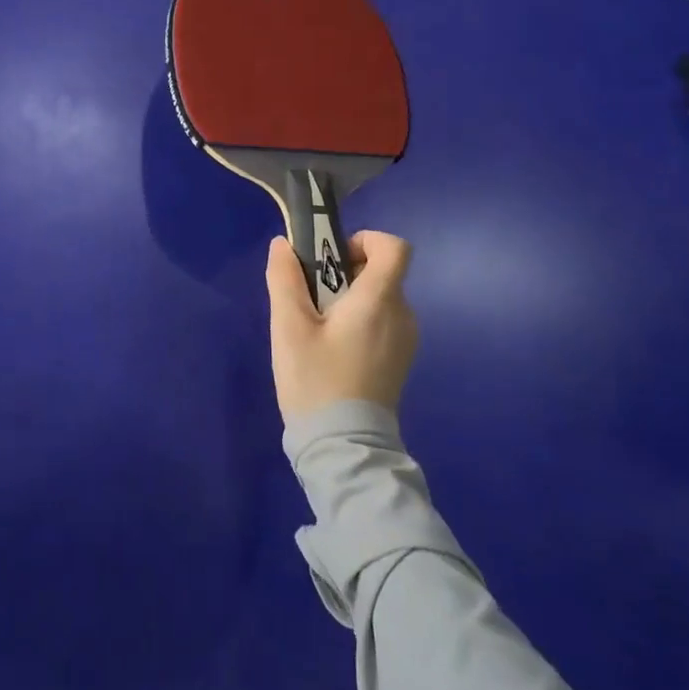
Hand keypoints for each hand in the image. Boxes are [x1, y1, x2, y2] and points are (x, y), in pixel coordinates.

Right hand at [265, 231, 416, 418]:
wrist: (344, 448)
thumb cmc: (316, 381)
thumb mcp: (289, 327)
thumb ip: (285, 280)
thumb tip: (283, 244)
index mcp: (379, 301)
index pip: (394, 248)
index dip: (366, 240)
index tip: (333, 257)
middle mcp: (402, 315)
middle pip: (381, 272)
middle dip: (345, 272)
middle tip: (310, 297)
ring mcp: (405, 340)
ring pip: (379, 298)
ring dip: (350, 298)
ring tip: (317, 327)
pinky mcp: (400, 360)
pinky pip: (382, 321)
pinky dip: (359, 320)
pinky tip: (332, 349)